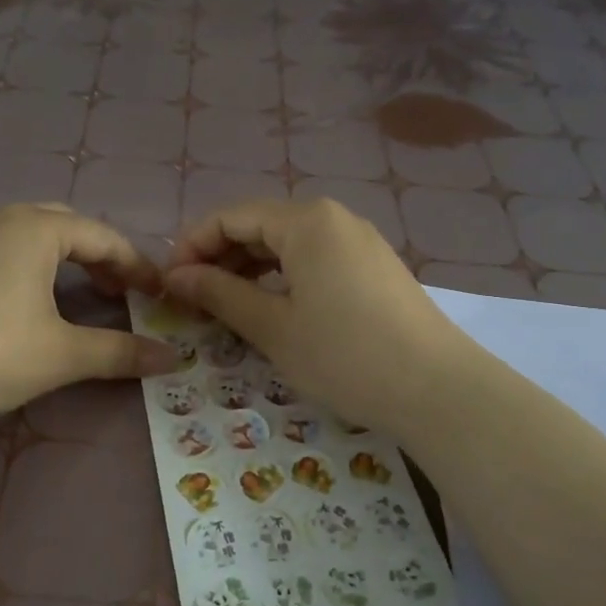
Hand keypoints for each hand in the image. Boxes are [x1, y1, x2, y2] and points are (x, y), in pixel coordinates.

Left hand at [0, 203, 180, 427]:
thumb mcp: (64, 355)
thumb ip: (120, 352)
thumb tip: (172, 359)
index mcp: (35, 231)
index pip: (101, 237)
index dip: (134, 264)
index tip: (156, 292)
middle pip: (55, 222)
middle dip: (90, 251)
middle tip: (111, 289)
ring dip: (30, 239)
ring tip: (44, 268)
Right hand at [164, 199, 467, 439]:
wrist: (437, 389)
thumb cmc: (344, 355)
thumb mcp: (273, 327)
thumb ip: (221, 294)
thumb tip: (177, 276)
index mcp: (305, 221)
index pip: (231, 217)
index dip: (193, 246)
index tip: (169, 284)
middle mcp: (333, 219)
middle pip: (260, 226)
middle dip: (220, 258)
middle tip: (192, 299)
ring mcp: (359, 242)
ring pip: (288, 244)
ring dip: (249, 269)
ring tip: (224, 306)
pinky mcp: (373, 268)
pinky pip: (314, 260)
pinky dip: (283, 278)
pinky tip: (271, 308)